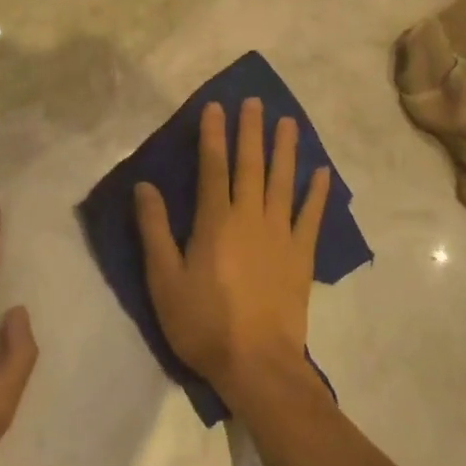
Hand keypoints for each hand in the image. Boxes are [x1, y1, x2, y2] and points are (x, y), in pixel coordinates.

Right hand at [133, 98, 330, 409]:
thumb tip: (144, 186)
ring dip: (285, 150)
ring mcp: (281, 235)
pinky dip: (317, 193)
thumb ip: (154, 229)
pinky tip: (321, 173)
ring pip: (283, 182)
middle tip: (255, 101)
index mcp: (215, 221)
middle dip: (250, 131)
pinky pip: (311, 217)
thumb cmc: (203, 322)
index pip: (213, 167)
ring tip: (289, 122)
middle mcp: (250, 217)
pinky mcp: (301, 256)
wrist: (257, 364)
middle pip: (250, 165)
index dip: (213, 135)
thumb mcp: (164, 279)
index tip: (215, 107)